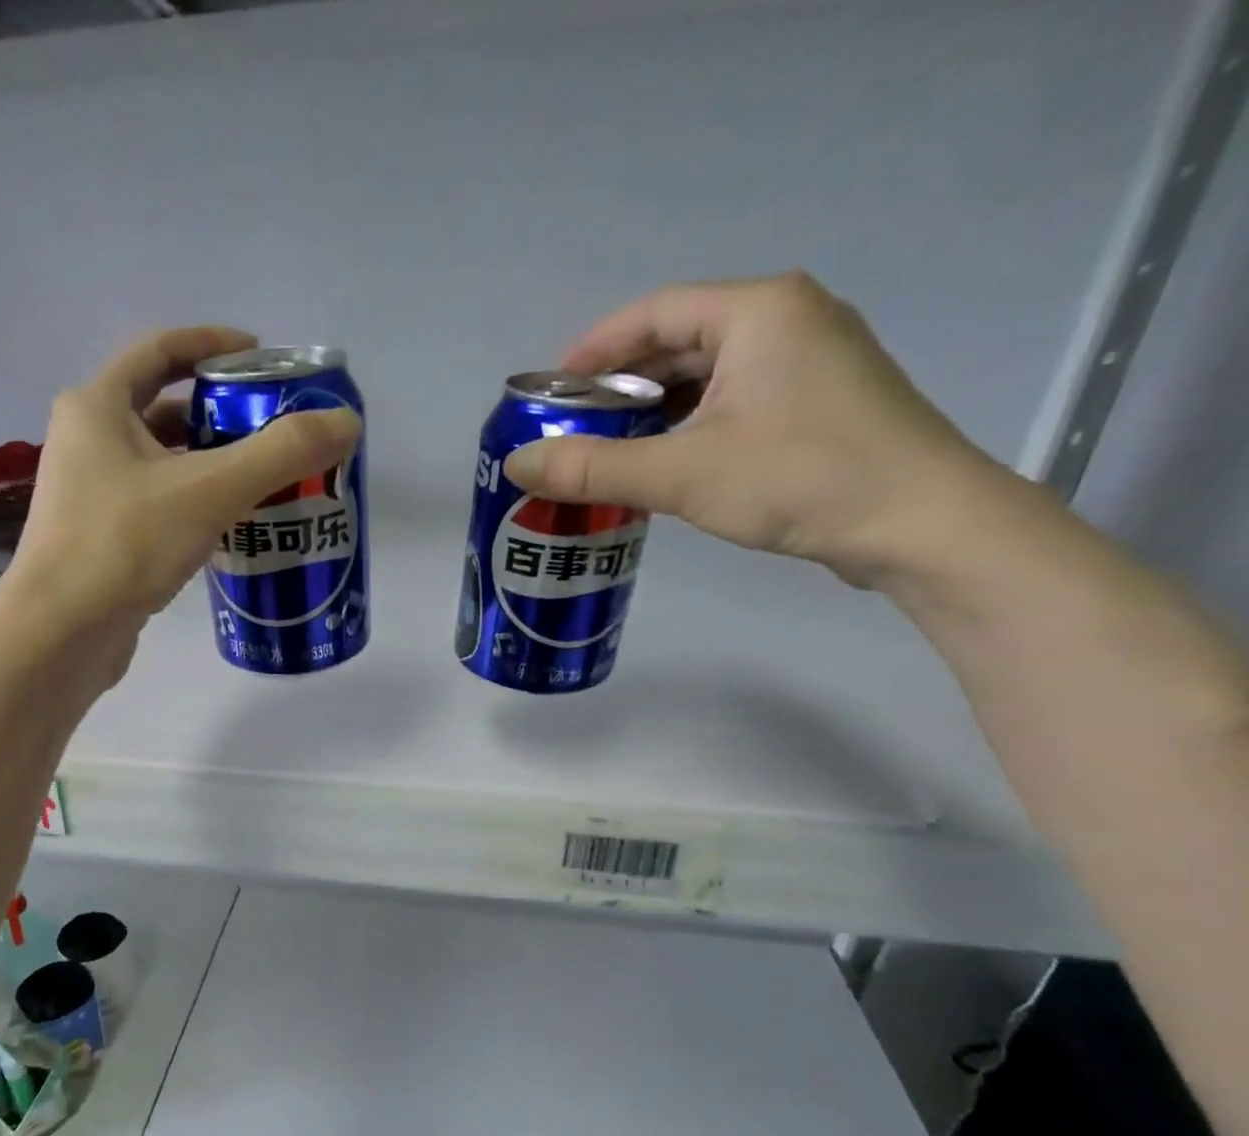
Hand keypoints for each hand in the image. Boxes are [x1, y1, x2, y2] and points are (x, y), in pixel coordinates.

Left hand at [0, 326, 360, 649]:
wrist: (60, 635)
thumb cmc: (124, 546)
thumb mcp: (210, 491)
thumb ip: (280, 453)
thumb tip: (347, 423)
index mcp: (98, 407)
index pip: (160, 350)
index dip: (213, 346)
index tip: (262, 357)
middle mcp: (86, 441)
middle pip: (163, 408)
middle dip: (221, 414)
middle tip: (275, 429)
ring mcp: (90, 494)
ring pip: (162, 463)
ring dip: (211, 464)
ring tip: (265, 479)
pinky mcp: (102, 540)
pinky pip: (158, 505)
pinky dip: (195, 504)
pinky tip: (231, 528)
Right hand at [501, 272, 1033, 586]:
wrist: (920, 524)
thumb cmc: (800, 478)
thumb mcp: (683, 473)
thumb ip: (593, 467)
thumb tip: (516, 464)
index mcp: (757, 310)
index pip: (653, 312)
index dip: (591, 350)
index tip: (547, 392)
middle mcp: (786, 320)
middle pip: (677, 341)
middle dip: (617, 386)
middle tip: (568, 429)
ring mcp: (807, 362)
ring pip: (704, 376)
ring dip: (649, 410)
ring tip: (602, 450)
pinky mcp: (815, 404)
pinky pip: (730, 401)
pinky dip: (685, 426)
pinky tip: (657, 463)